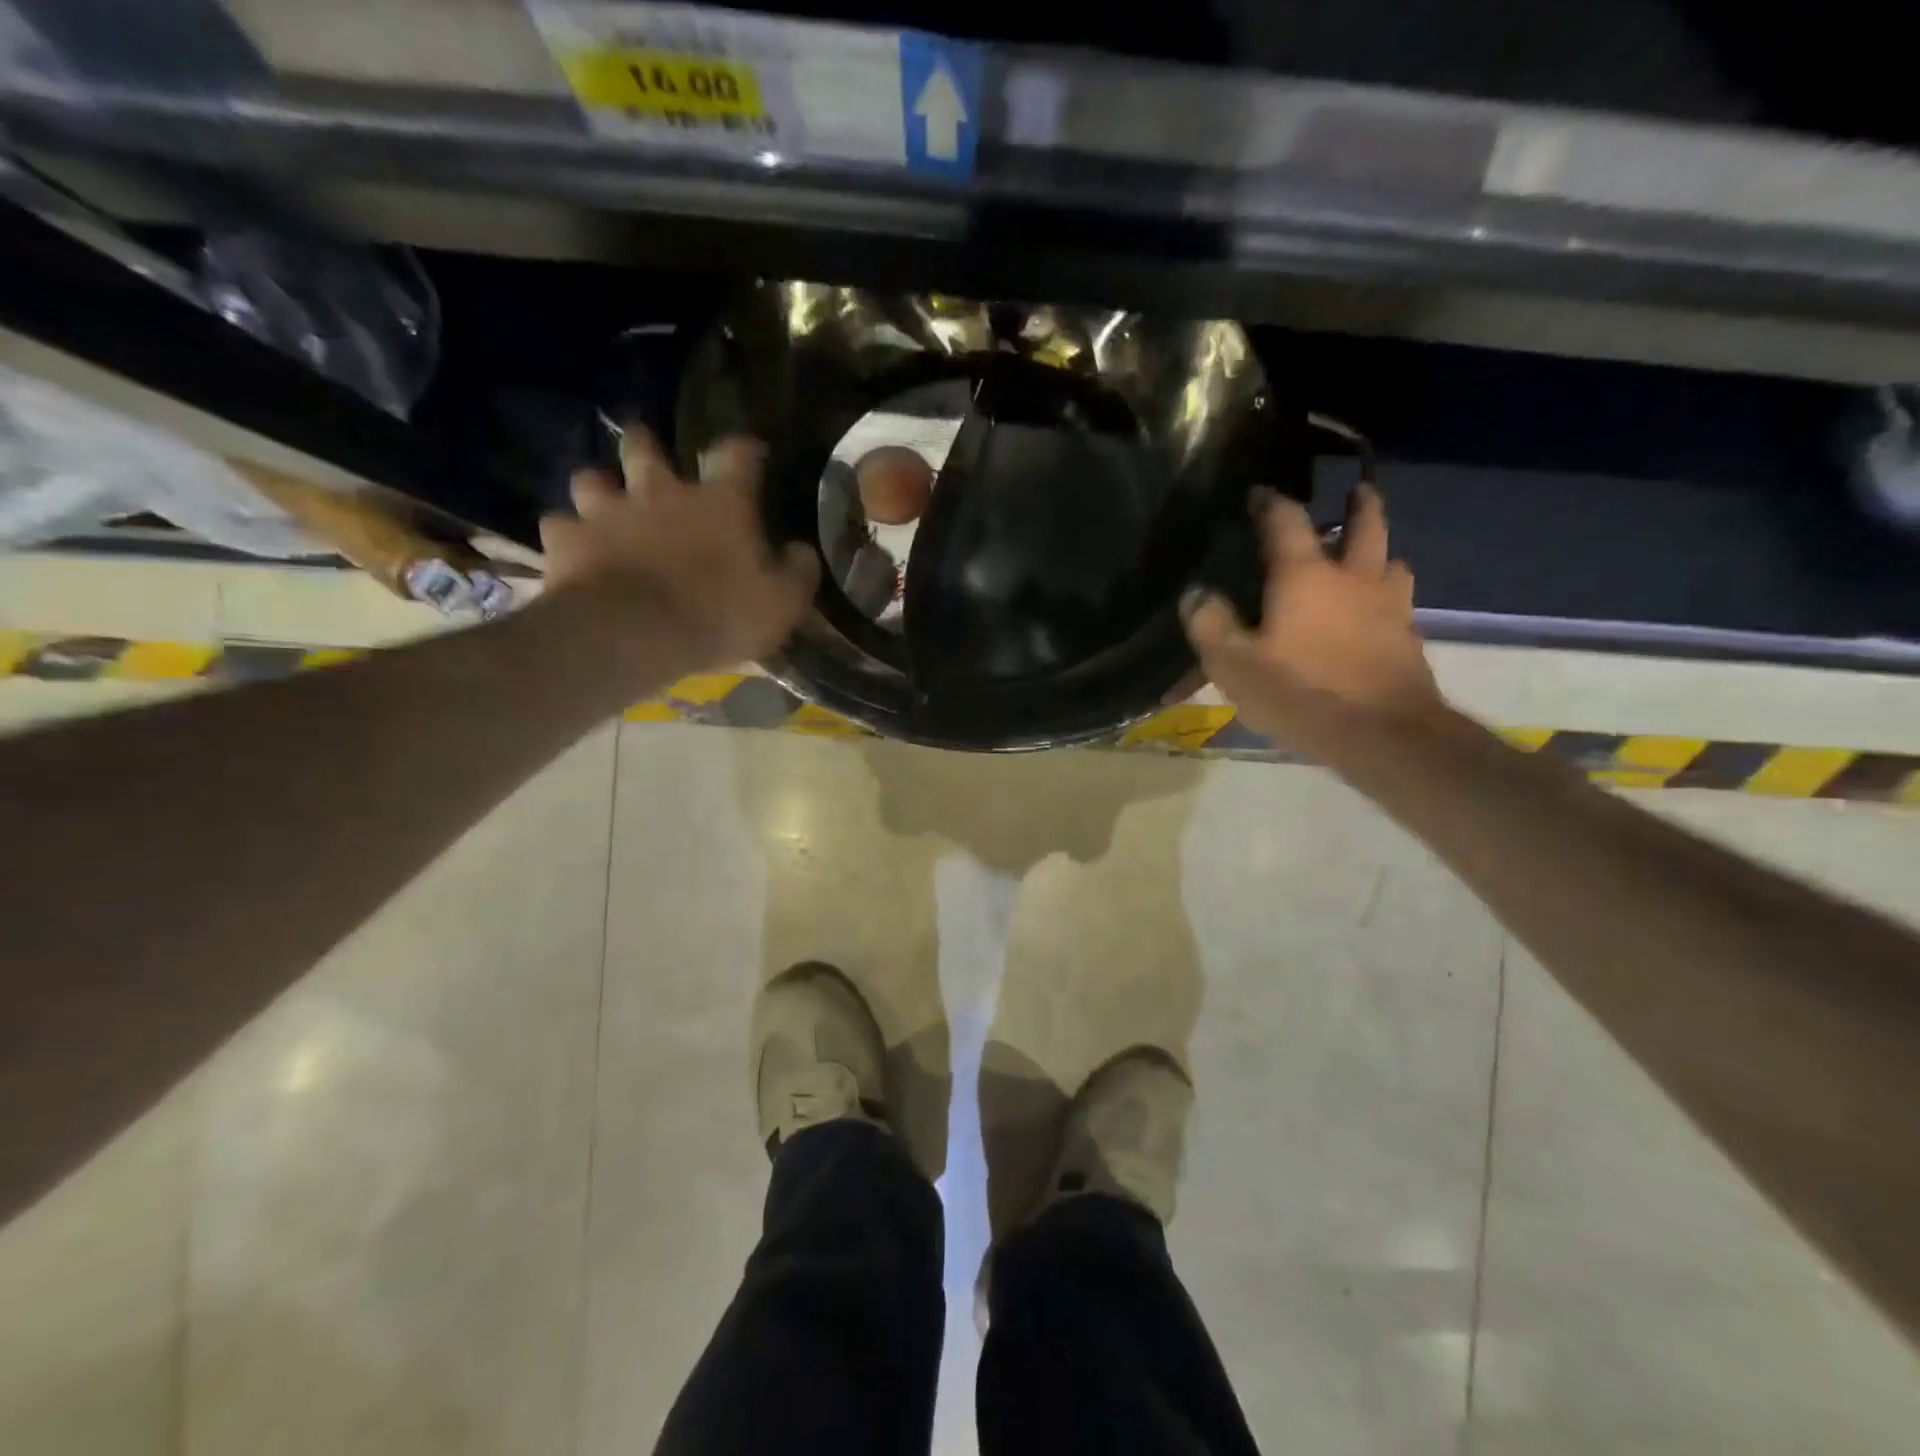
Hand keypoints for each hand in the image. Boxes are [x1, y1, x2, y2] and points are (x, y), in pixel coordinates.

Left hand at [540, 430, 818, 675]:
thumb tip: (801, 550)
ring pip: (591, 478)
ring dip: (599, 488)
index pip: (737, 455)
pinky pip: (560, 526)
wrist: (635, 635)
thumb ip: (797, 572)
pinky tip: (574, 550)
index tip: (751, 453)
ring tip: (604, 506)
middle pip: (645, 447)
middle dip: (646, 445)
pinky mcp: (567, 540)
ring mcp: (607, 512)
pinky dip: (568, 535)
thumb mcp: (782, 603)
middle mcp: (660, 492)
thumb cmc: (719, 616)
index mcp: (719, 503)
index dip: (746, 450)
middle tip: (648, 457)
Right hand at [1181, 483, 1442, 747]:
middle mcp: (1353, 578)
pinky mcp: (1408, 639)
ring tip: (1366, 558)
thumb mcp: (1234, 665)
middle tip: (1356, 491)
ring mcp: (1389, 607)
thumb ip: (1210, 624)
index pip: (1286, 521)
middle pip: (1365, 526)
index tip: (1260, 492)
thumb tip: (1196, 593)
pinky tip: (1374, 616)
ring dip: (1379, 553)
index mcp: (1306, 576)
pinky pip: (1398, 604)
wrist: (1384, 736)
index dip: (1271, 502)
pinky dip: (1386, 597)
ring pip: (1392, 563)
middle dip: (1359, 504)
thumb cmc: (1301, 694)